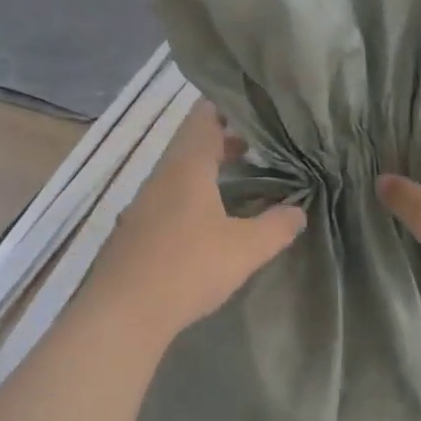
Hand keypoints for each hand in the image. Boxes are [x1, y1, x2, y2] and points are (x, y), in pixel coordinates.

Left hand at [87, 102, 305, 340]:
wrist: (123, 312)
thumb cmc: (188, 268)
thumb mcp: (245, 249)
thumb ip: (276, 227)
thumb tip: (298, 211)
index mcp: (188, 165)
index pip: (204, 116)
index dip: (228, 107)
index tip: (256, 108)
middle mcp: (163, 174)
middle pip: (193, 141)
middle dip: (225, 139)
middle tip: (260, 145)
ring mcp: (145, 201)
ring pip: (181, 169)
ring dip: (209, 167)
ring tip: (242, 177)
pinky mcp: (137, 227)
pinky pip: (170, 194)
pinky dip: (194, 192)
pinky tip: (210, 217)